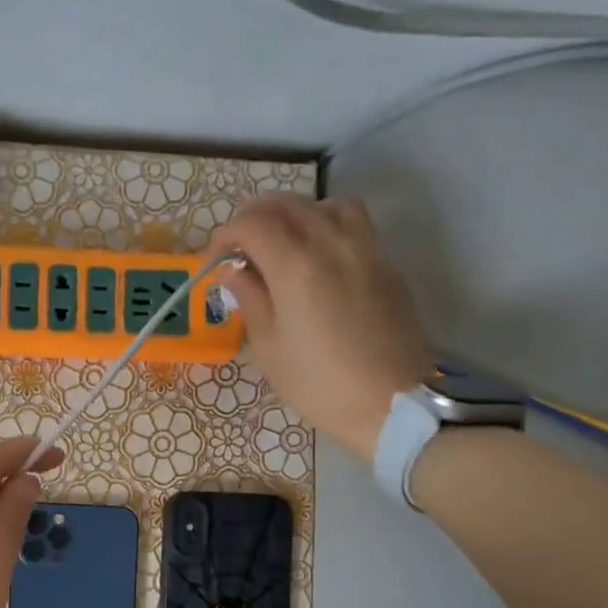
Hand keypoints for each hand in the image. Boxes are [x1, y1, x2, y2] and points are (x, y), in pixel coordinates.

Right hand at [207, 195, 430, 461]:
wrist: (391, 403)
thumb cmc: (318, 383)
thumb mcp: (269, 348)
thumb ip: (250, 298)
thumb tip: (234, 271)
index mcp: (295, 266)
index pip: (252, 224)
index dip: (226, 236)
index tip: (216, 261)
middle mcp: (331, 243)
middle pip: (287, 204)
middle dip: (255, 218)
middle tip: (241, 249)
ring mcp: (365, 249)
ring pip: (326, 204)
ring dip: (297, 214)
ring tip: (285, 243)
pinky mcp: (387, 263)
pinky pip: (354, 224)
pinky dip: (328, 226)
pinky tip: (319, 259)